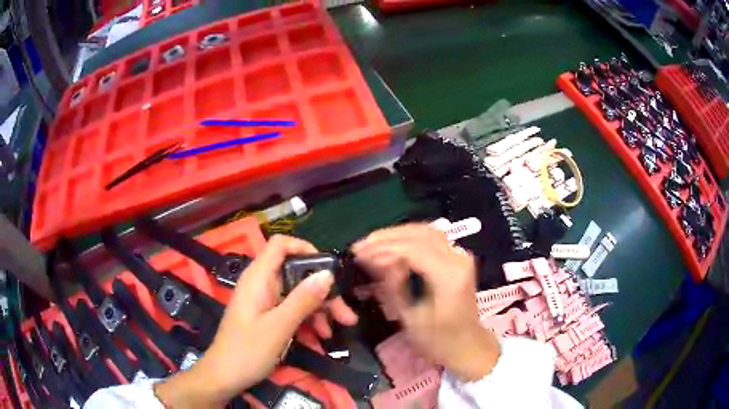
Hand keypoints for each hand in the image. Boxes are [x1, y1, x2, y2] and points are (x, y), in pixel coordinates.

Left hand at [155, 235, 357, 407]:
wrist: (225, 376)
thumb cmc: (247, 350)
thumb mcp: (279, 326)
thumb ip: (303, 299)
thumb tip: (327, 275)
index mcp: (258, 277)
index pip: (281, 245)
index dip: (305, 249)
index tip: (329, 270)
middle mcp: (261, 284)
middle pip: (296, 273)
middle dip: (322, 291)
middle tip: (345, 313)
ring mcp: (264, 301)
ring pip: (297, 293)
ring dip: (319, 309)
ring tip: (336, 330)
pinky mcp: (267, 316)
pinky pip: (291, 309)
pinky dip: (307, 319)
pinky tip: (320, 336)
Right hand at [353, 223, 499, 381]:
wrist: (468, 345)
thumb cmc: (438, 340)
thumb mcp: (410, 318)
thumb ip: (394, 285)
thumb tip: (377, 261)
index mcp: (448, 276)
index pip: (412, 250)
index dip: (382, 248)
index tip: (358, 253)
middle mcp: (457, 259)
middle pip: (419, 234)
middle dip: (387, 237)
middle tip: (361, 245)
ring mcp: (460, 256)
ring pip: (425, 231)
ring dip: (397, 234)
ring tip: (372, 242)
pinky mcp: (457, 258)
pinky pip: (431, 238)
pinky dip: (409, 237)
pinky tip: (392, 243)